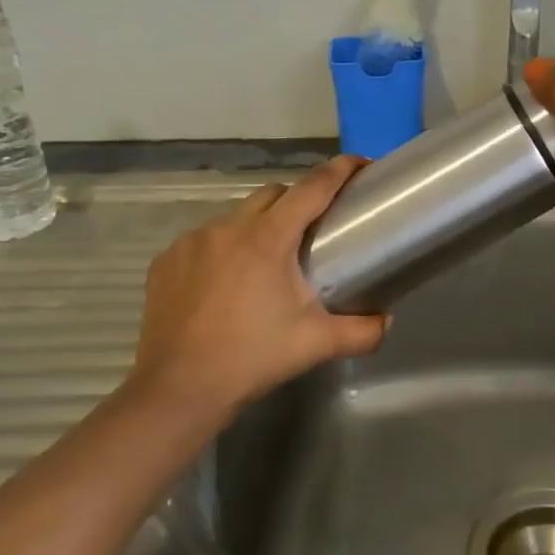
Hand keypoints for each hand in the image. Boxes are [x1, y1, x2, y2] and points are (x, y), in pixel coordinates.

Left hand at [130, 156, 388, 411]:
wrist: (178, 390)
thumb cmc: (252, 358)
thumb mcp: (315, 344)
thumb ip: (362, 330)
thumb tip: (387, 321)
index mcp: (267, 238)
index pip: (312, 188)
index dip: (339, 171)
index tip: (359, 164)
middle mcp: (228, 228)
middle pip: (273, 194)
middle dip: (297, 201)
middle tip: (313, 232)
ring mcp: (191, 242)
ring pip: (236, 217)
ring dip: (257, 227)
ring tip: (266, 265)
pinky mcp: (166, 261)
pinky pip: (204, 241)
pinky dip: (222, 250)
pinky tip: (225, 284)